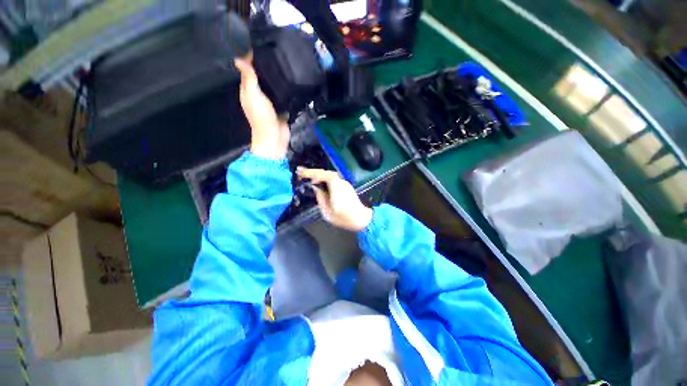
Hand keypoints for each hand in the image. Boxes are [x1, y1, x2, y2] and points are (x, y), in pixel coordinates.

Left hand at [234, 55, 288, 158]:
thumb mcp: (253, 96)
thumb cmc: (262, 117)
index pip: (248, 72)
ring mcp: (270, 103)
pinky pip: (282, 96)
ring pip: (272, 87)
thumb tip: (238, 59)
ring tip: (284, 64)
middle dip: (265, 68)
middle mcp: (258, 95)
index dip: (250, 60)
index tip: (258, 46)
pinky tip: (290, 82)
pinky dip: (285, 90)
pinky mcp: (280, 108)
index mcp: (248, 91)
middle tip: (275, 52)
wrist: (275, 137)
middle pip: (261, 78)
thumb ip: (249, 79)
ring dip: (276, 78)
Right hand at [296, 167, 372, 231]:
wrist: (363, 219)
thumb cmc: (345, 218)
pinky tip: (319, 182)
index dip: (311, 172)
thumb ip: (321, 198)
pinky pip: (333, 179)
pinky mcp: (347, 186)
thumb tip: (316, 188)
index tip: (300, 172)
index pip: (322, 175)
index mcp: (336, 187)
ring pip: (330, 175)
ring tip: (307, 177)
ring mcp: (345, 183)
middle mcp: (341, 182)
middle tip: (301, 173)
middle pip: (326, 173)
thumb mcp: (328, 212)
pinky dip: (325, 178)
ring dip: (319, 175)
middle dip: (313, 172)